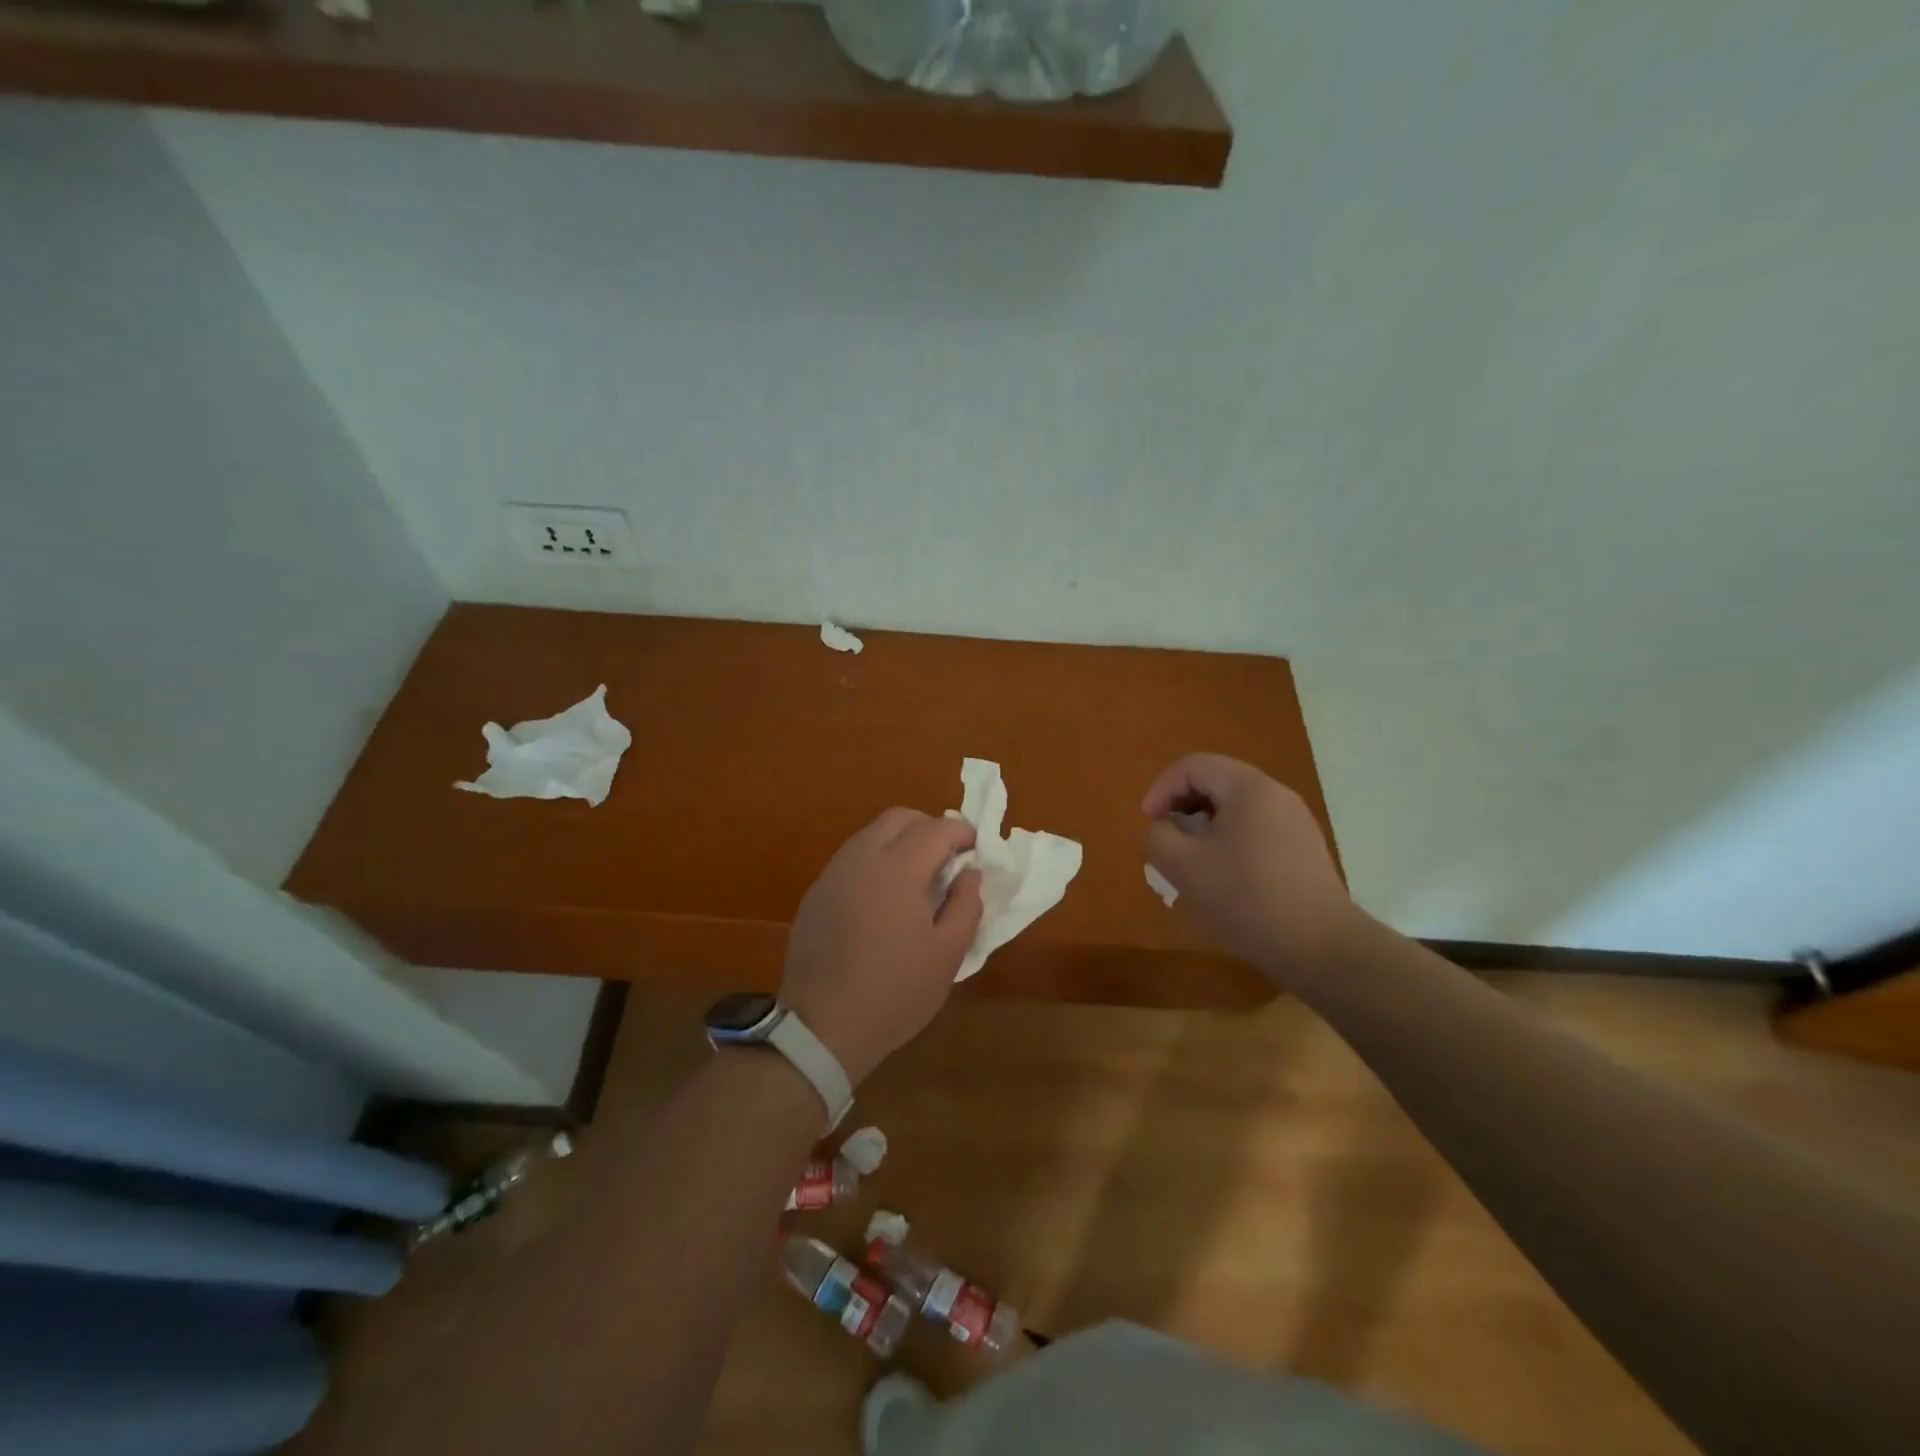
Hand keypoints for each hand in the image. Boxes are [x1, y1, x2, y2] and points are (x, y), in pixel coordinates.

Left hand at [780, 809, 983, 1085]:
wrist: (822, 1027)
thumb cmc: (895, 992)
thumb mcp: (948, 954)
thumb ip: (966, 904)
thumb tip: (969, 873)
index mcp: (897, 869)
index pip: (936, 828)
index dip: (962, 832)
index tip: (976, 850)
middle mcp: (861, 858)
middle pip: (898, 818)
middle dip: (929, 828)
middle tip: (947, 859)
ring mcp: (832, 874)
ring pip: (871, 835)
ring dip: (899, 842)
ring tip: (917, 879)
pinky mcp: (815, 893)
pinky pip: (851, 859)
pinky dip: (875, 861)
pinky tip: (883, 900)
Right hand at [1142, 753, 1362, 989]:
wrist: (1320, 947)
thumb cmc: (1245, 898)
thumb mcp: (1182, 866)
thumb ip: (1158, 836)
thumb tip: (1164, 828)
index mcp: (1249, 788)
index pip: (1193, 766)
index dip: (1161, 789)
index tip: (1149, 823)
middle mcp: (1277, 795)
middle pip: (1216, 783)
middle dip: (1182, 808)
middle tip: (1167, 842)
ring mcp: (1296, 823)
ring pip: (1236, 810)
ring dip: (1204, 828)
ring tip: (1190, 863)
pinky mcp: (1304, 851)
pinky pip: (1256, 831)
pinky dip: (1229, 843)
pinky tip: (1224, 880)